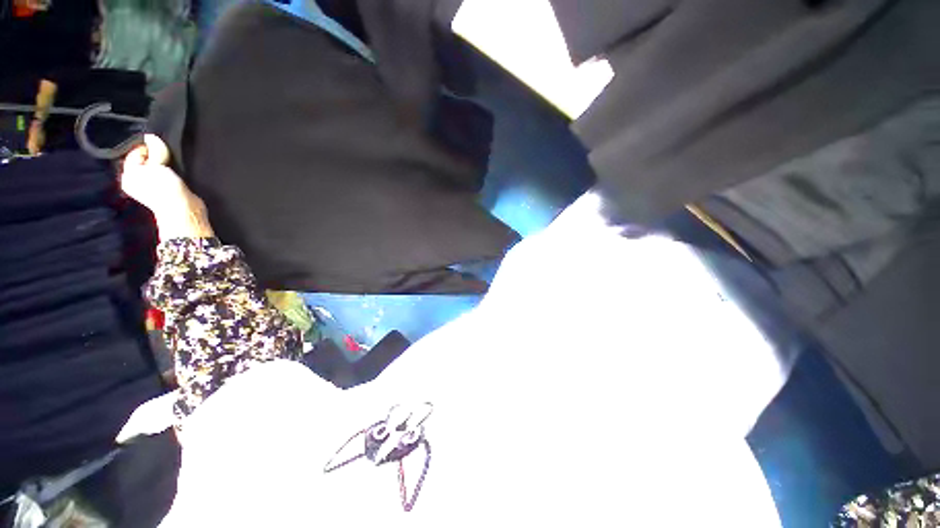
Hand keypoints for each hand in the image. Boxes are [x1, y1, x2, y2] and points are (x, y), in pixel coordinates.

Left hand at [121, 134, 213, 239]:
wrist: (182, 209)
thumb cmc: (165, 188)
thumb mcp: (155, 165)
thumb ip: (153, 150)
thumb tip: (150, 137)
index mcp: (128, 175)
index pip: (135, 153)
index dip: (147, 148)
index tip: (160, 149)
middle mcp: (135, 181)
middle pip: (145, 160)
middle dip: (155, 156)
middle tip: (166, 156)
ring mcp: (150, 187)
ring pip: (154, 168)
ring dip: (162, 164)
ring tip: (171, 164)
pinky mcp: (164, 191)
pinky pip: (163, 175)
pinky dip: (168, 172)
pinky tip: (174, 173)